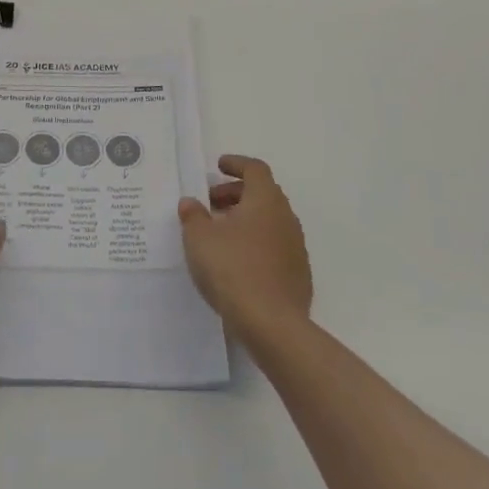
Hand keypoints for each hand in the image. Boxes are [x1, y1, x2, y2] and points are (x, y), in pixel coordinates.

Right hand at [178, 155, 312, 343]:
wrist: (272, 324)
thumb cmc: (232, 270)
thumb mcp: (199, 239)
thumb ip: (193, 216)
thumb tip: (190, 202)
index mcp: (265, 200)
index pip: (255, 169)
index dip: (236, 164)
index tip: (219, 166)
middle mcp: (285, 217)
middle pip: (263, 193)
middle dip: (236, 193)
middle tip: (211, 203)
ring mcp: (296, 247)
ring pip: (269, 221)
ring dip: (246, 219)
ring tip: (220, 234)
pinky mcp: (298, 273)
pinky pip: (275, 246)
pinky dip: (256, 243)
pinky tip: (237, 262)